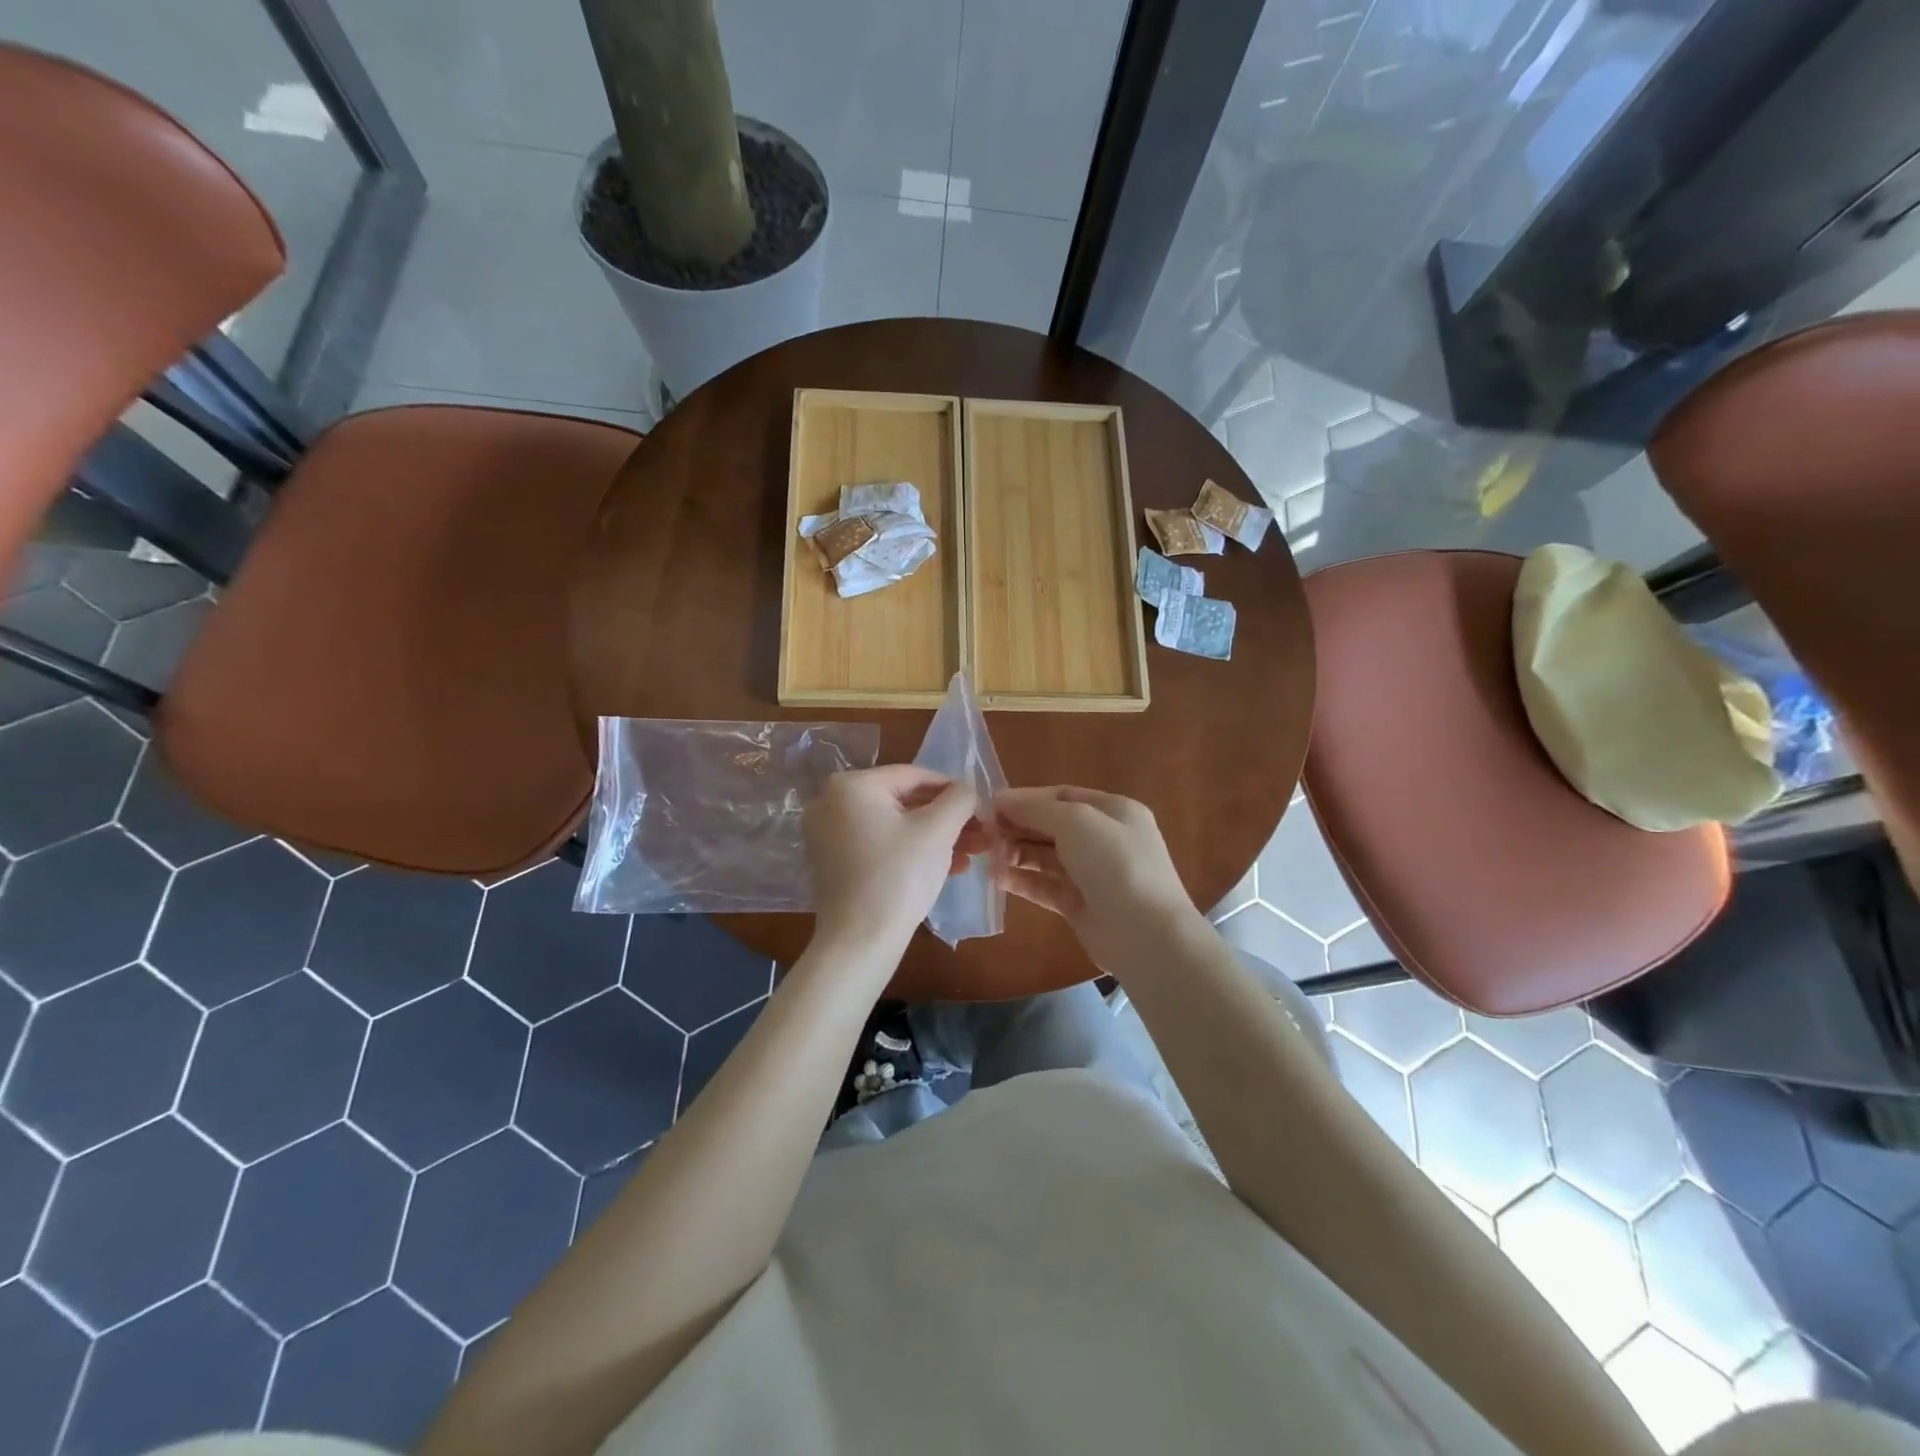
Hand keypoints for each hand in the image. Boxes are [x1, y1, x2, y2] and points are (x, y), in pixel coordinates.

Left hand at [805, 765, 987, 952]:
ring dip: (935, 839)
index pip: (915, 776)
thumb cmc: (899, 876)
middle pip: (905, 802)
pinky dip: (911, 852)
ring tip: (970, 856)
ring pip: (895, 826)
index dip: (954, 790)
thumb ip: (959, 798)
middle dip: (947, 820)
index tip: (983, 809)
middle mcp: (831, 802)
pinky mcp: (834, 863)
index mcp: (851, 785)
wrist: (859, 942)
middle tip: (981, 836)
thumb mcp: (938, 830)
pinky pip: (880, 845)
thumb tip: (967, 790)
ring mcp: (828, 834)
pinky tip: (946, 869)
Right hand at [993, 786, 1203, 971]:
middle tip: (984, 833)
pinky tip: (997, 878)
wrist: (1146, 934)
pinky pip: (1045, 886)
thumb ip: (1037, 809)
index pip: (1062, 796)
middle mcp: (1104, 839)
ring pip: (1046, 856)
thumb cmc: (1115, 865)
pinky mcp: (1079, 904)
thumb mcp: (1077, 822)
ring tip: (988, 856)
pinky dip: (1022, 880)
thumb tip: (1001, 799)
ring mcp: (1092, 874)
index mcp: (1113, 811)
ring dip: (1016, 853)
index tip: (991, 806)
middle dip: (1018, 826)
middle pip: (1052, 826)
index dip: (1026, 799)